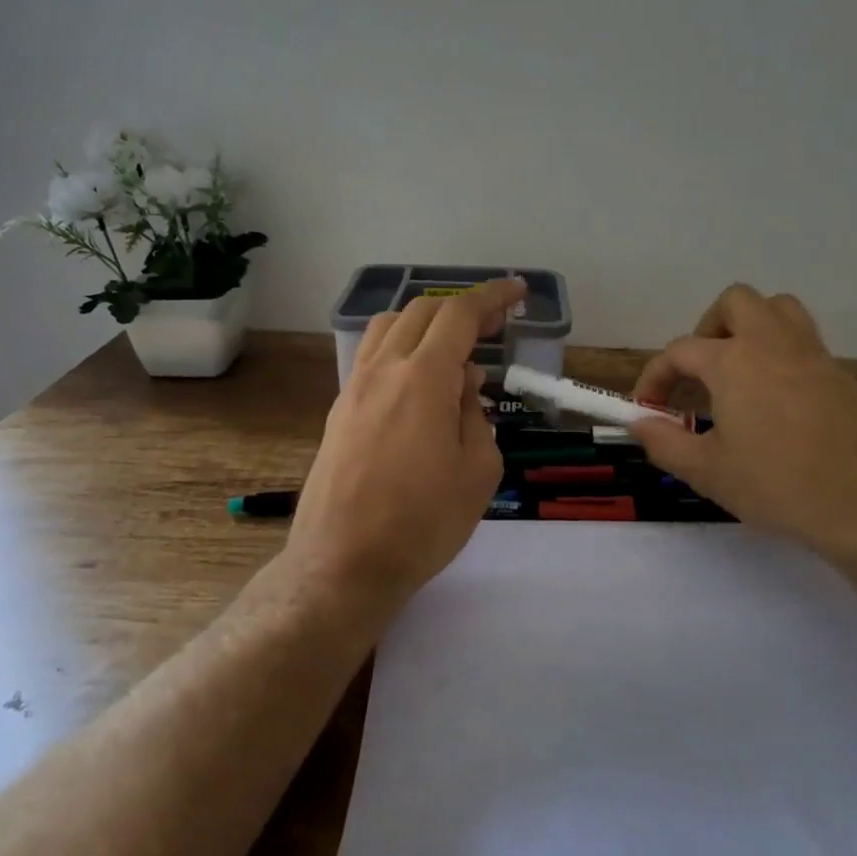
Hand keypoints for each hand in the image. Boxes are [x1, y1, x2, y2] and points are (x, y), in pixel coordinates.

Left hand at [289, 278, 526, 605]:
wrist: (342, 563)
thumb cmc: (422, 523)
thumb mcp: (477, 472)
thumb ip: (476, 415)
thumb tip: (464, 383)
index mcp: (423, 378)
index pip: (459, 314)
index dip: (491, 297)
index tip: (516, 292)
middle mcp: (383, 370)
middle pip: (421, 311)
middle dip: (461, 307)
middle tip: (493, 324)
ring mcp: (355, 388)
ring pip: (389, 328)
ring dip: (425, 322)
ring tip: (453, 344)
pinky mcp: (340, 411)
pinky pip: (372, 356)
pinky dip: (401, 347)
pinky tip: (419, 379)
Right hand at [628, 285, 856, 569]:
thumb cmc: (780, 486)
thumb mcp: (708, 472)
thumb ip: (664, 442)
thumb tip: (639, 423)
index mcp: (733, 361)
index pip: (679, 351)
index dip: (655, 377)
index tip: (647, 408)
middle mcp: (772, 344)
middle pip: (736, 302)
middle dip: (708, 327)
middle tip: (700, 371)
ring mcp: (813, 356)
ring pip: (777, 310)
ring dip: (750, 327)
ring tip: (737, 371)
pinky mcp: (841, 376)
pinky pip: (803, 341)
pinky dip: (780, 353)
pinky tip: (775, 400)